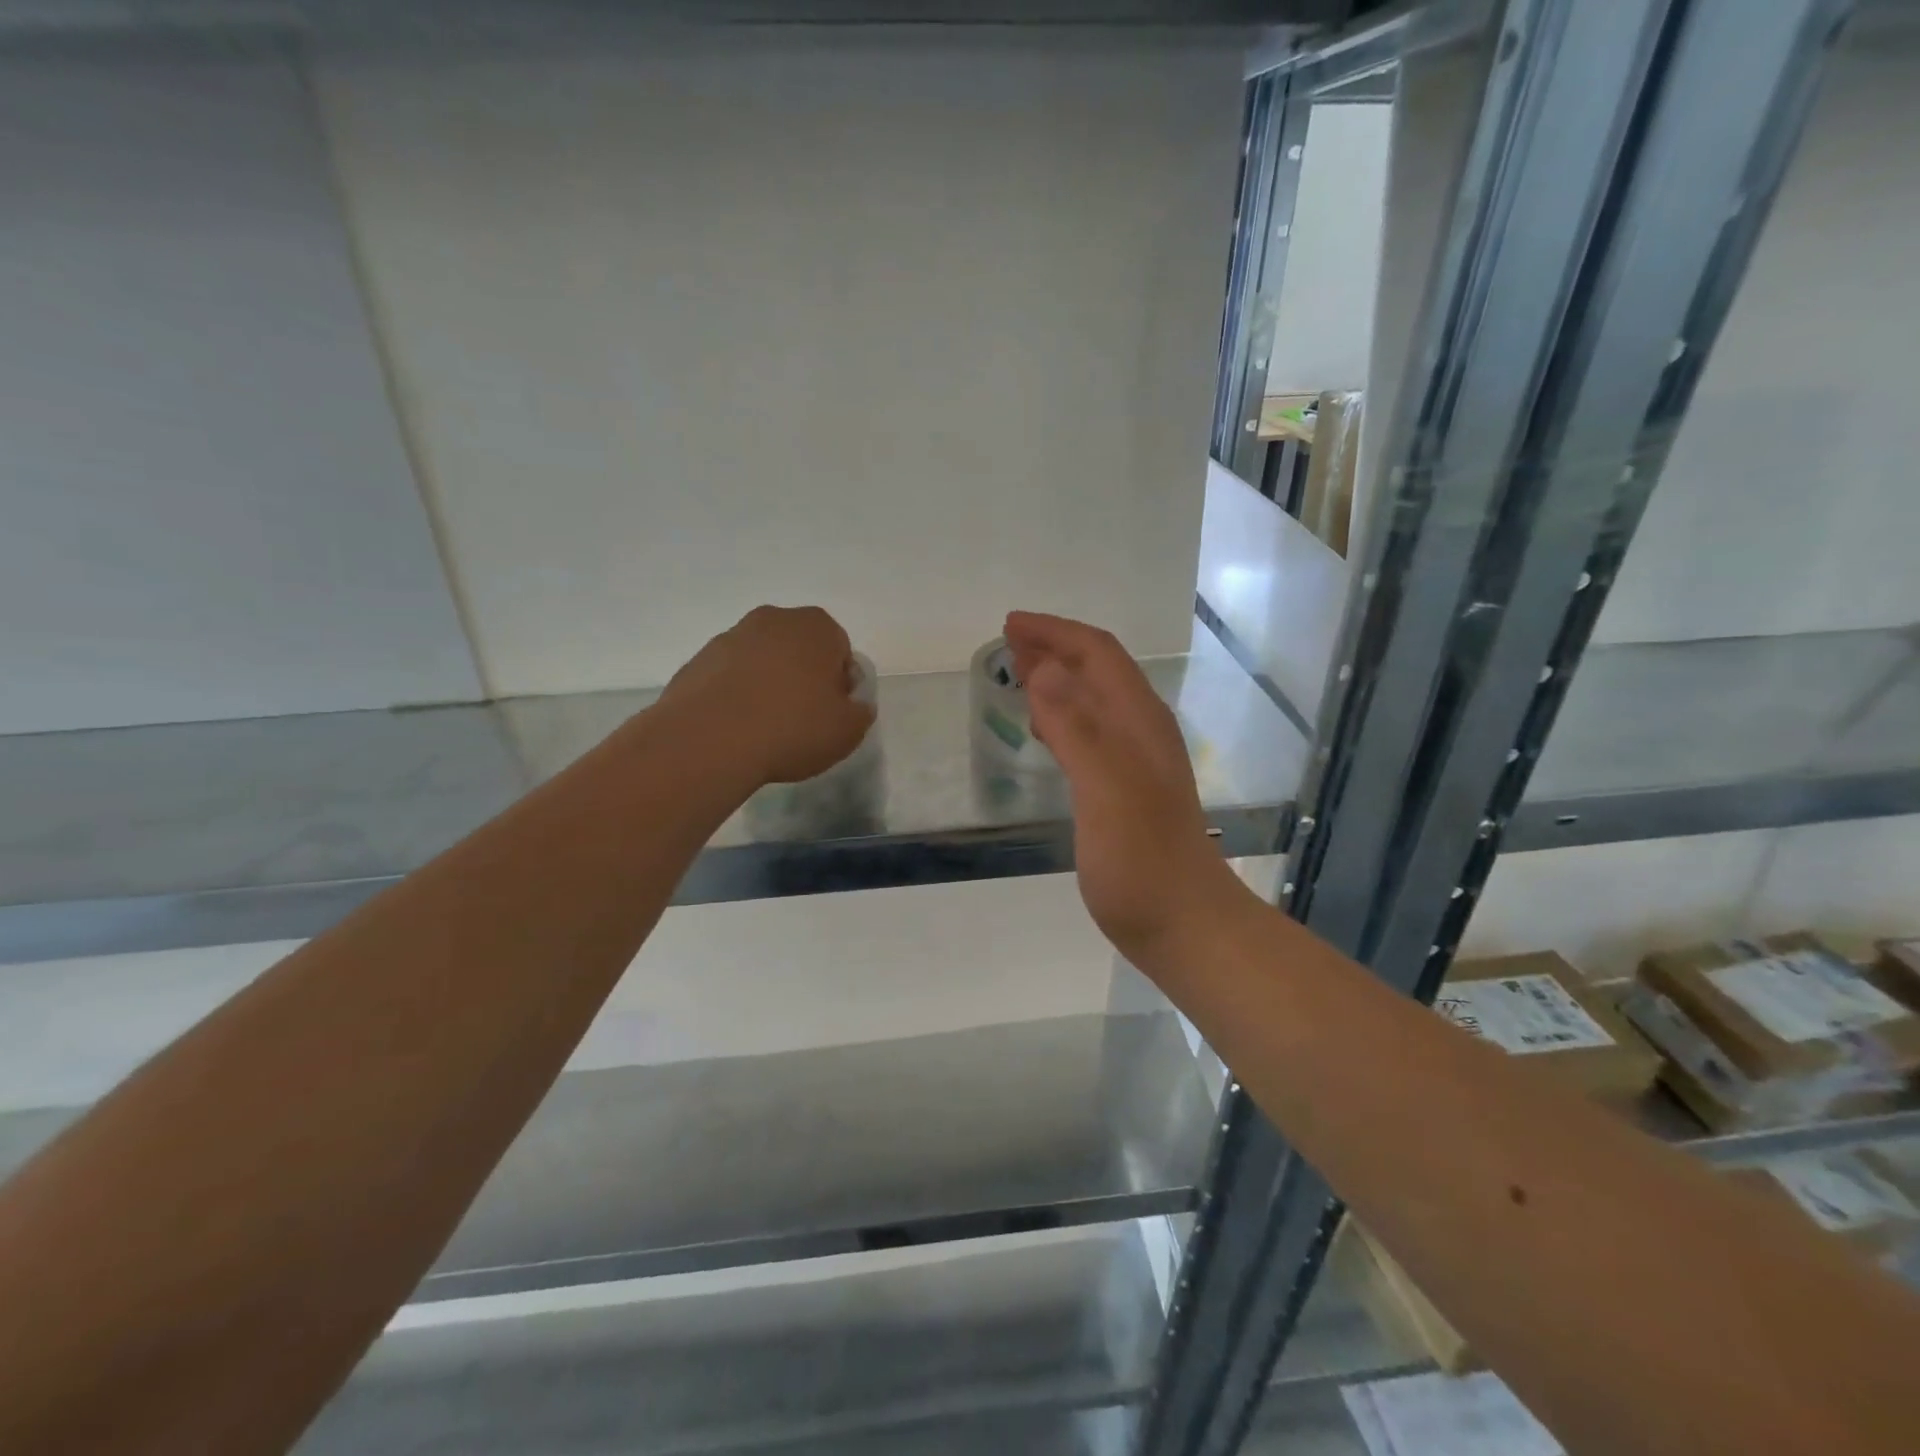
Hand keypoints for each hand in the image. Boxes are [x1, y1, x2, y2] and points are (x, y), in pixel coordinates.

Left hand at [661, 606, 875, 787]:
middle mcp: (774, 620)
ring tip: (765, 728)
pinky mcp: (698, 660)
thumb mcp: (848, 730)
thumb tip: (851, 704)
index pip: (841, 651)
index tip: (832, 714)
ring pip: (762, 661)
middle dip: (803, 678)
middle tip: (802, 720)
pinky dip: (736, 696)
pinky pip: (730, 677)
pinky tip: (736, 728)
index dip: (840, 685)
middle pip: (799, 650)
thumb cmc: (793, 728)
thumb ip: (860, 711)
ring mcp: (730, 637)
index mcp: (817, 626)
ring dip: (768, 685)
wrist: (709, 740)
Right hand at [1003, 611, 1239, 965]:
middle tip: (1010, 644)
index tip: (1011, 626)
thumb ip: (1076, 727)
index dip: (1056, 633)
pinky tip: (1046, 734)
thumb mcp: (1106, 788)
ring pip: (1094, 702)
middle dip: (1056, 649)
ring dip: (1059, 681)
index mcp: (1138, 721)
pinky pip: (1090, 735)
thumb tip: (1044, 667)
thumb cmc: (1141, 859)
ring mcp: (1136, 763)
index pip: (1098, 655)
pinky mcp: (1126, 792)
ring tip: (1020, 676)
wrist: (1184, 923)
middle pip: (1098, 672)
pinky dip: (1063, 719)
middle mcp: (1141, 732)